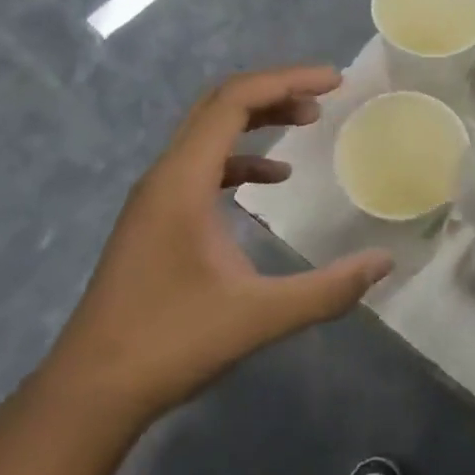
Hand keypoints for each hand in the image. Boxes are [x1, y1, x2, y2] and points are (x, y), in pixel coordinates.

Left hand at [41, 66, 392, 418]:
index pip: (235, 100)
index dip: (287, 80)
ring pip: (210, 131)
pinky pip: (202, 164)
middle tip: (326, 96)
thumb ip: (326, 290)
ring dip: (258, 119)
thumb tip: (384, 262)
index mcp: (183, 180)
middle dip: (276, 90)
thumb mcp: (258, 316)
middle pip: (221, 104)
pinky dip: (241, 157)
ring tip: (307, 121)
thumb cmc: (170, 345)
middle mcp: (165, 174)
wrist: (89, 393)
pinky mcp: (156, 217)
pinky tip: (272, 179)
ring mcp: (156, 196)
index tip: (335, 82)